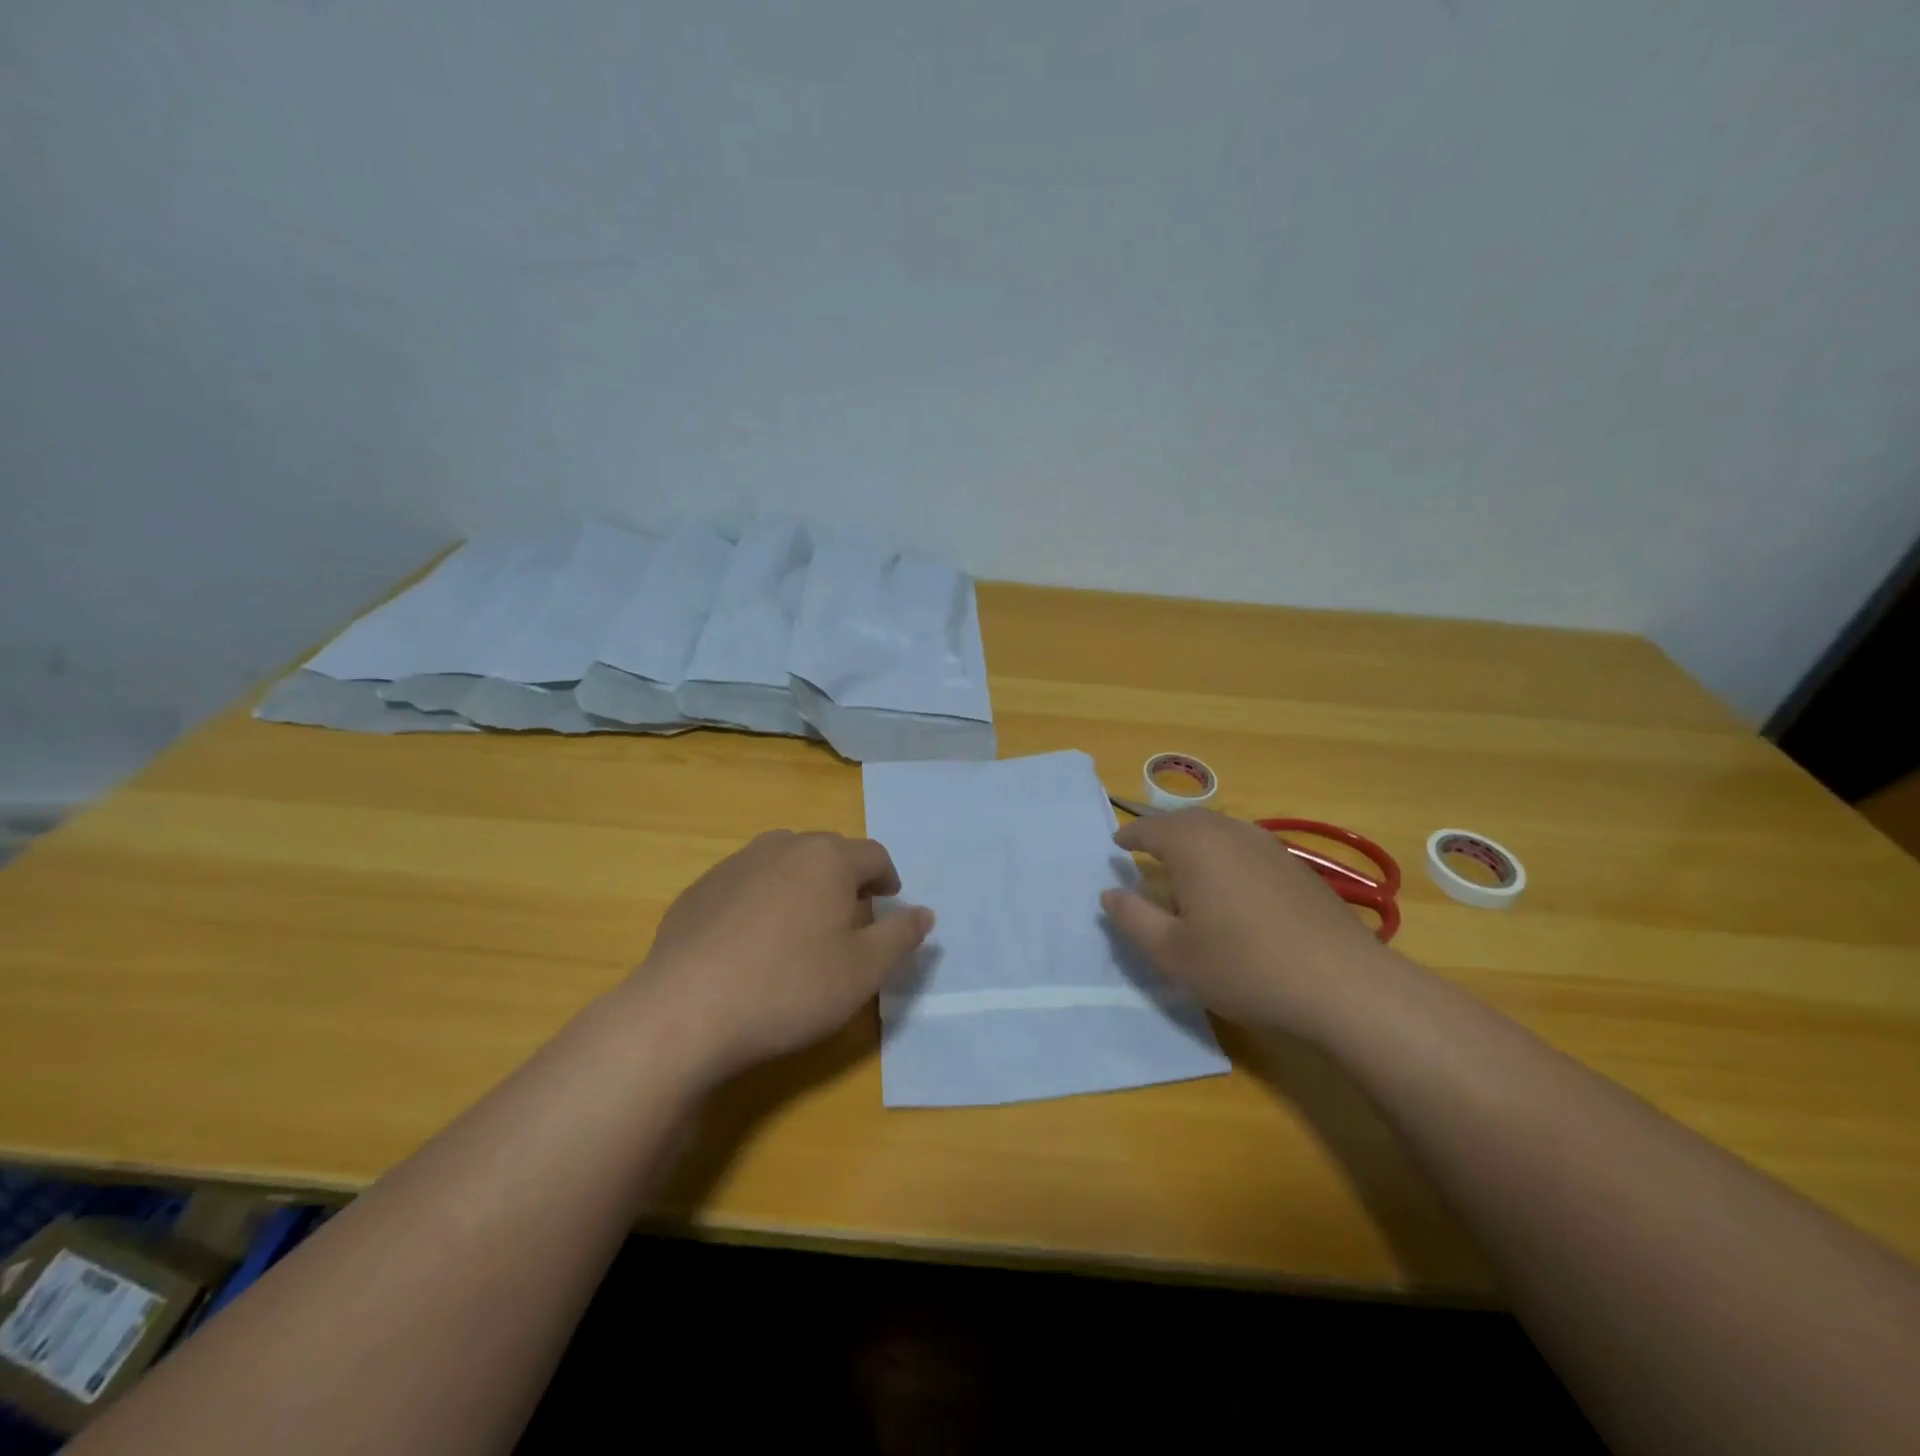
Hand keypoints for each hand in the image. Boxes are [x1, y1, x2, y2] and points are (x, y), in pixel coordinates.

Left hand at [624, 830, 933, 1083]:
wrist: (685, 1011)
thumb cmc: (790, 988)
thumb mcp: (864, 971)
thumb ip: (901, 936)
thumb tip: (924, 912)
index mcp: (829, 858)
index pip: (874, 855)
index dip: (888, 879)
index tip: (888, 903)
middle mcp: (783, 846)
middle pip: (828, 853)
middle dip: (845, 880)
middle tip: (848, 921)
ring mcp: (735, 864)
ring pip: (784, 863)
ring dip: (802, 885)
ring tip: (800, 928)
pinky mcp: (699, 889)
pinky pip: (746, 883)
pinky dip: (761, 900)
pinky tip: (751, 943)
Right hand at [1100, 809, 1395, 1038]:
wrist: (1343, 983)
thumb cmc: (1244, 966)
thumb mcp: (1173, 953)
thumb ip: (1134, 919)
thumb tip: (1110, 893)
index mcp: (1193, 845)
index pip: (1150, 828)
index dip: (1130, 836)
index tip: (1116, 846)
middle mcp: (1229, 832)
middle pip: (1186, 821)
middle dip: (1162, 832)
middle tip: (1145, 850)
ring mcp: (1268, 845)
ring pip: (1219, 829)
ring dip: (1195, 840)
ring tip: (1183, 865)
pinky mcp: (1295, 865)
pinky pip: (1245, 845)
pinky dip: (1225, 853)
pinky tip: (1230, 885)